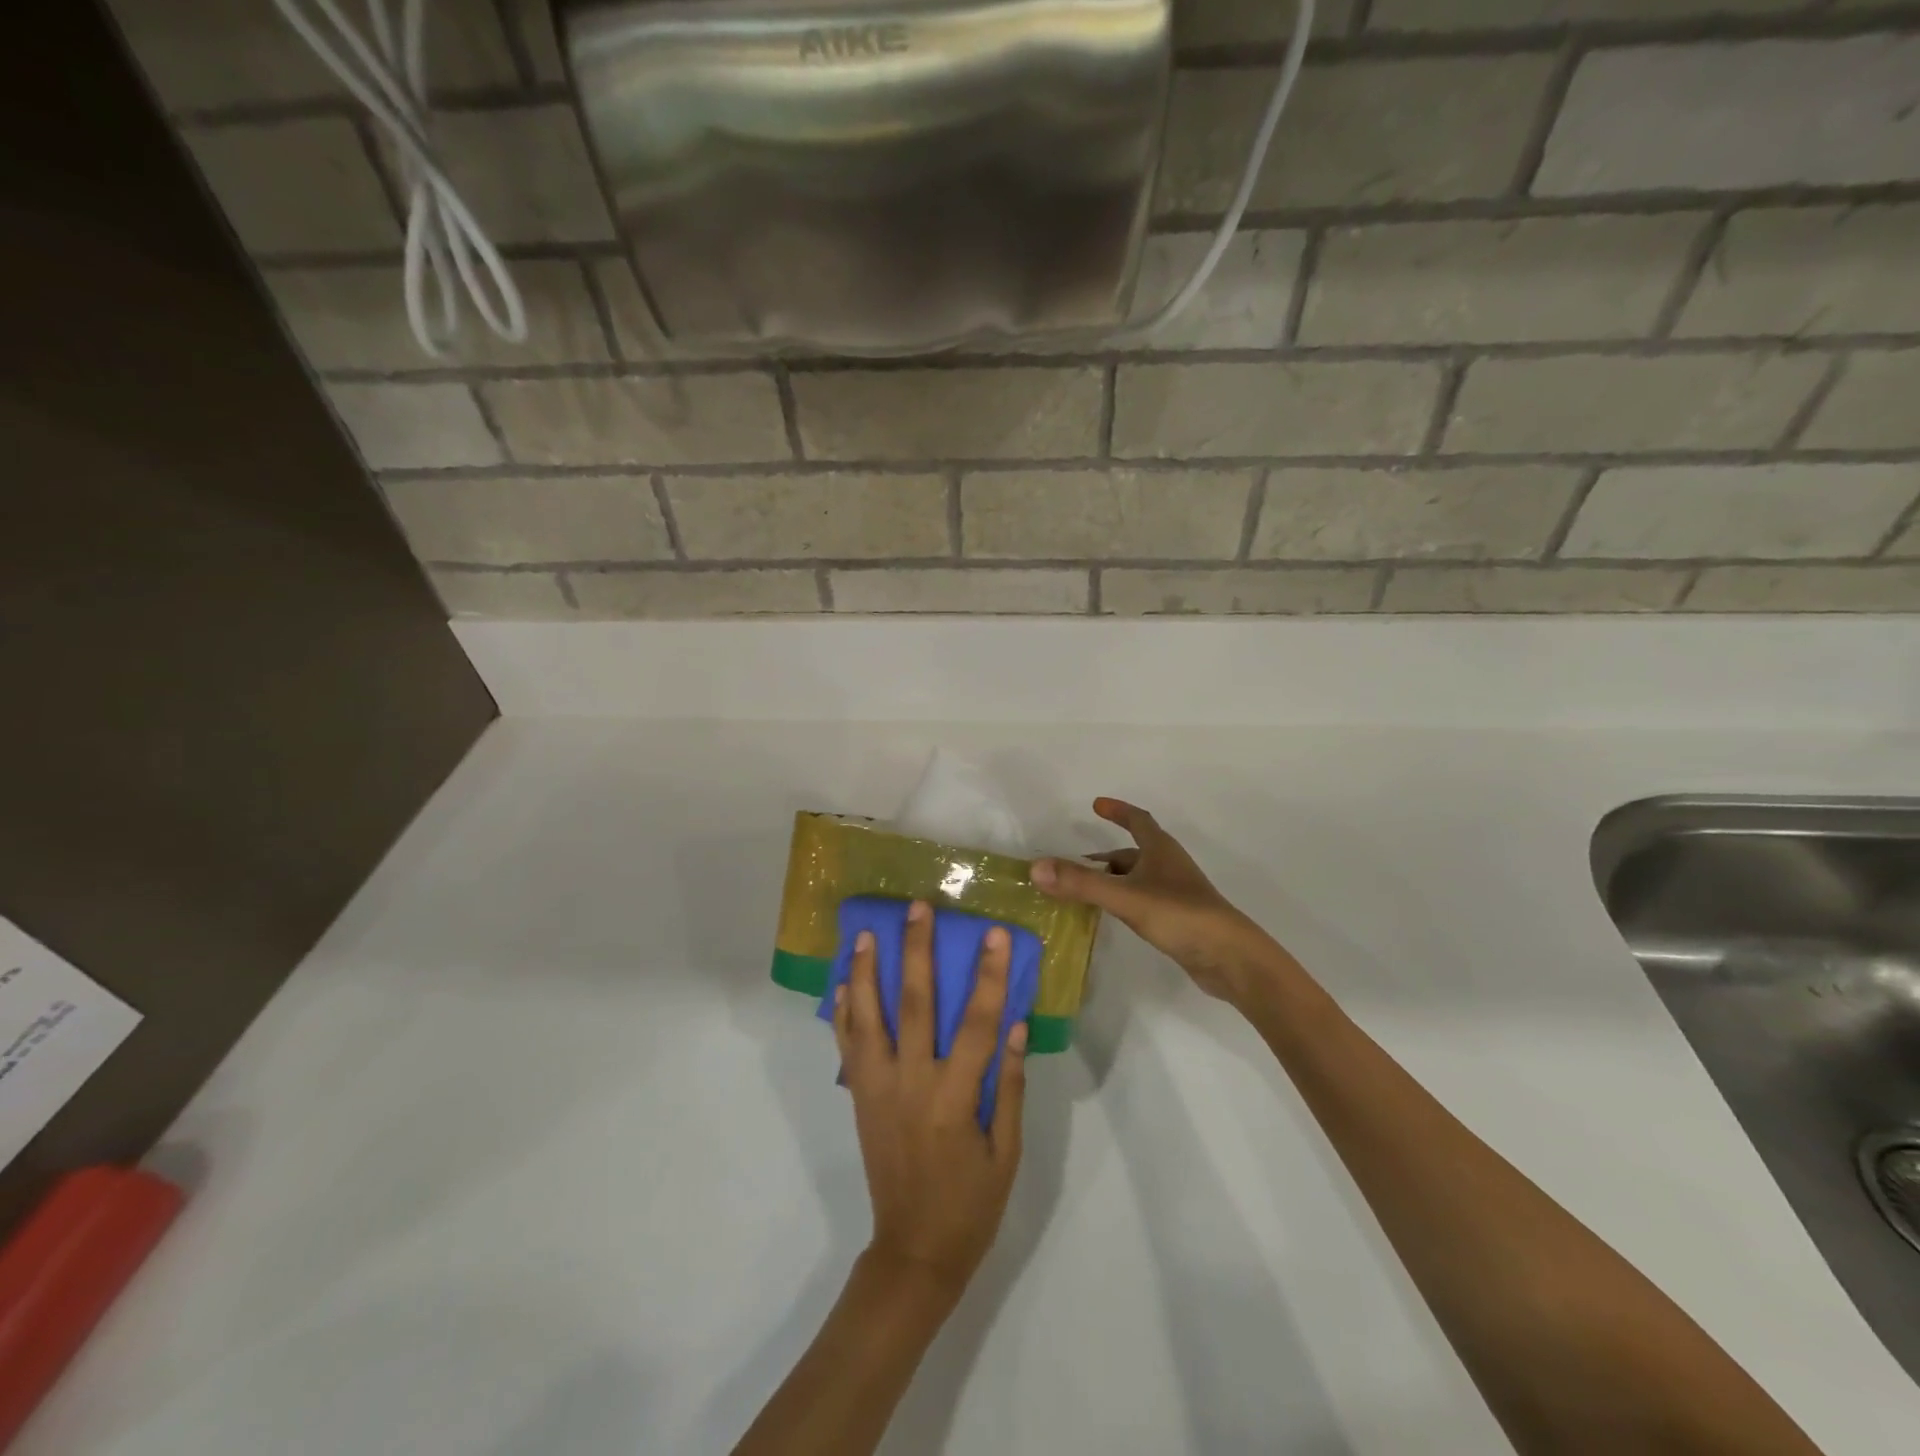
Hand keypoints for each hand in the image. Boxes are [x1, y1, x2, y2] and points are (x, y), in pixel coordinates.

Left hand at [832, 901, 1026, 1296]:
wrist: (913, 1251)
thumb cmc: (971, 1203)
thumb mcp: (1007, 1153)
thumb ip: (1009, 1086)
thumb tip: (1015, 1025)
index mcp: (955, 1098)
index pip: (975, 1023)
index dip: (987, 975)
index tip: (993, 933)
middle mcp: (911, 1083)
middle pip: (913, 1004)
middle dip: (916, 951)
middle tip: (917, 908)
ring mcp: (878, 1088)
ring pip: (868, 1018)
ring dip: (865, 972)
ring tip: (865, 933)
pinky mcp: (859, 1097)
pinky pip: (847, 1047)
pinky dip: (843, 1012)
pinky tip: (841, 983)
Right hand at [1030, 798, 1273, 1002]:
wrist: (1231, 958)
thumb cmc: (1180, 916)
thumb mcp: (1125, 897)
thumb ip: (1081, 883)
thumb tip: (1035, 868)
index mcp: (1161, 850)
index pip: (1138, 820)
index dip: (1118, 810)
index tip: (1096, 804)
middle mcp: (1169, 866)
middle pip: (1134, 851)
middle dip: (1105, 855)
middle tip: (1075, 863)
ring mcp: (1176, 893)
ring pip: (1137, 878)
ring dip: (1112, 879)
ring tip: (1084, 891)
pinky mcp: (1178, 918)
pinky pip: (1143, 899)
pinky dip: (1123, 899)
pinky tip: (1112, 915)